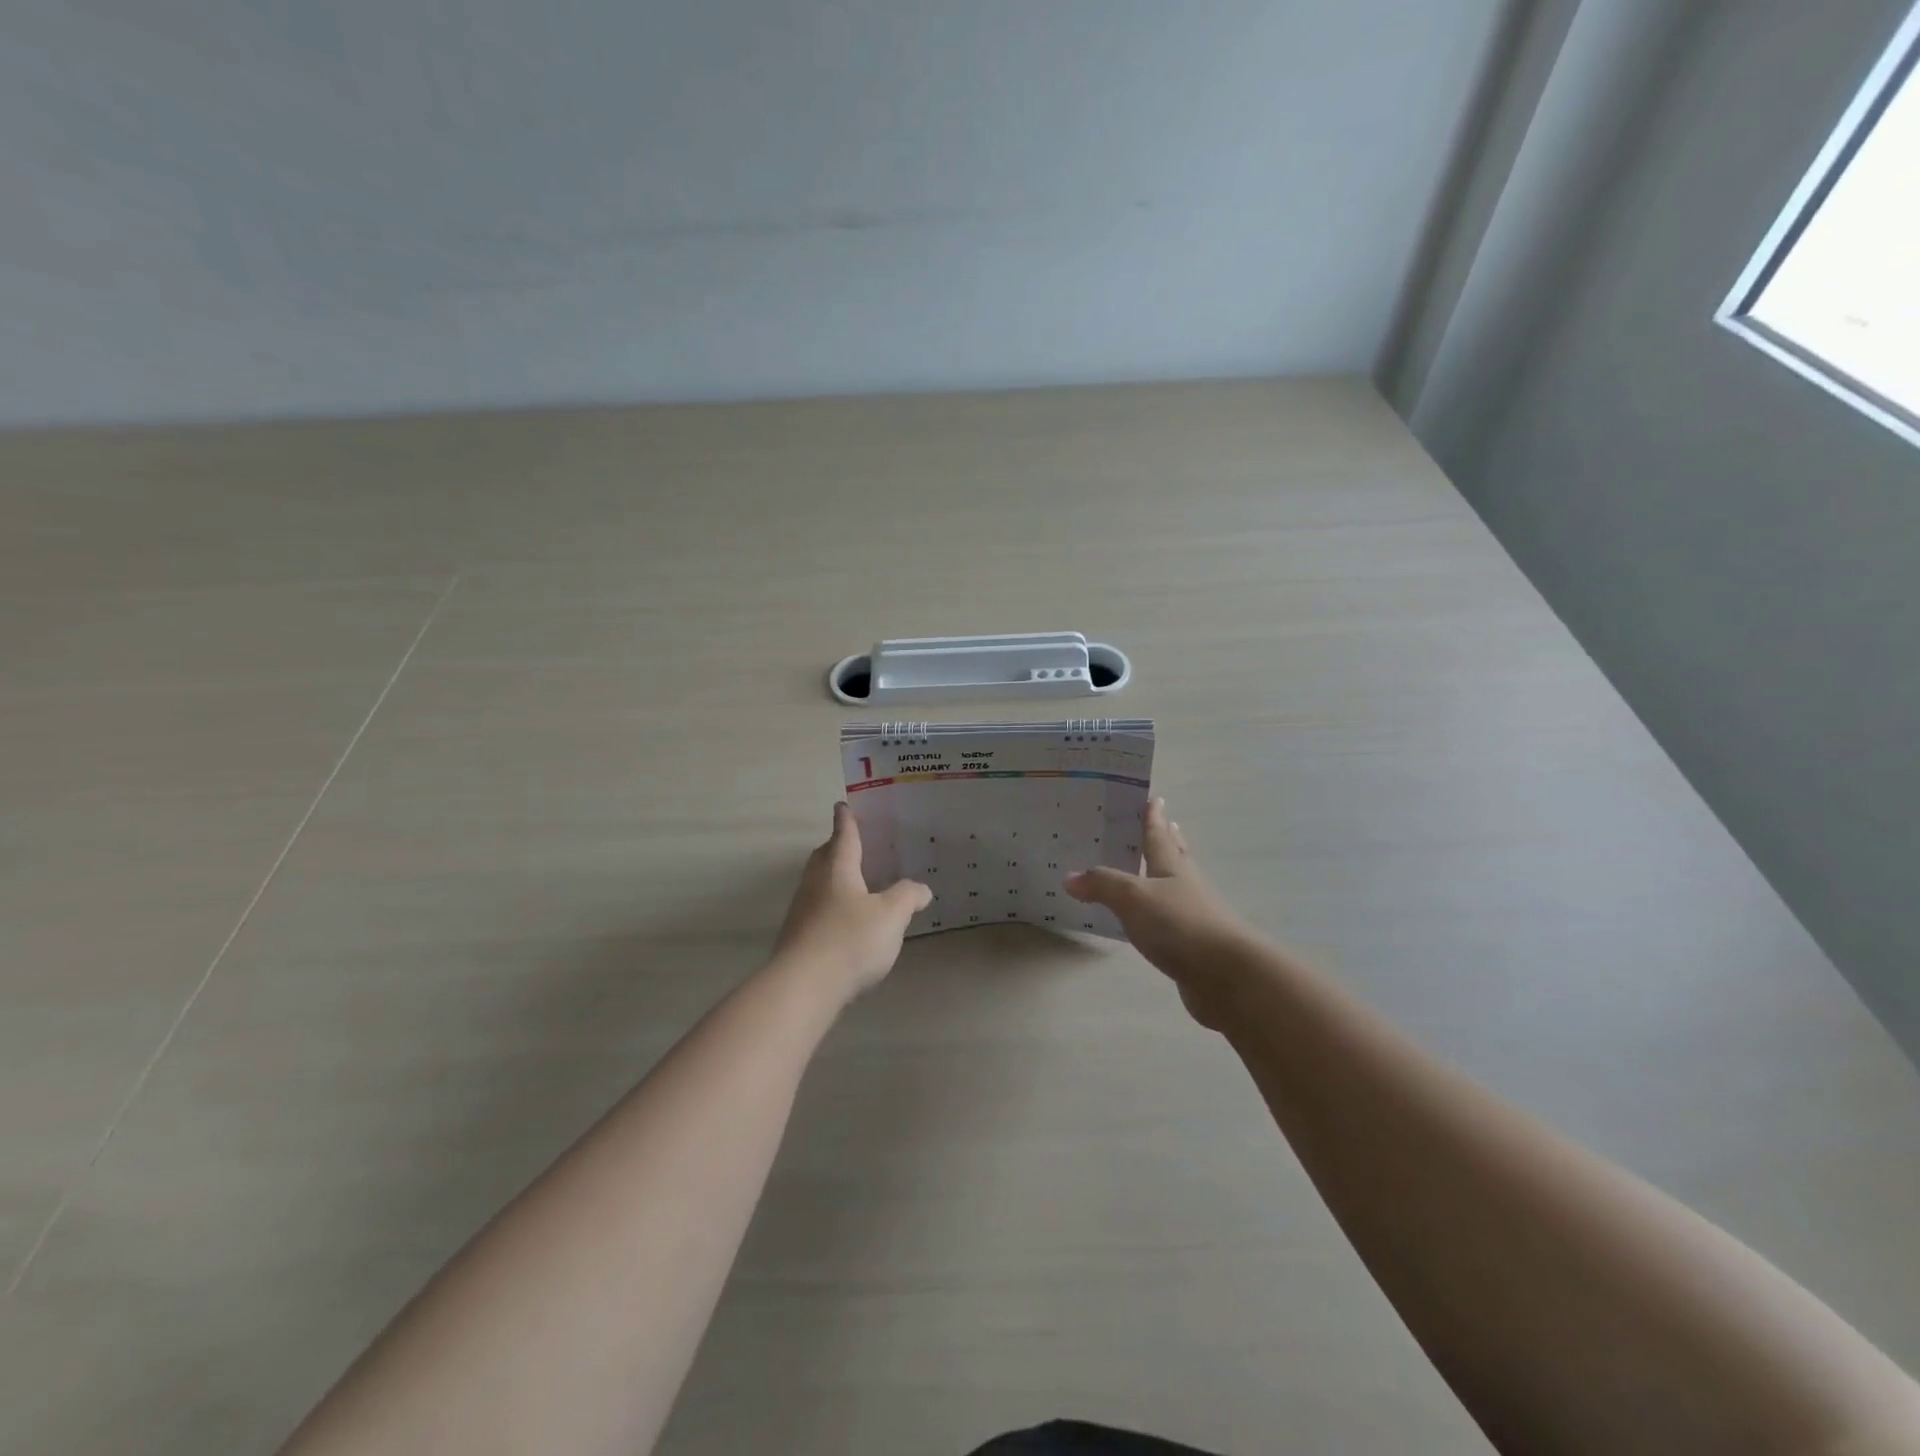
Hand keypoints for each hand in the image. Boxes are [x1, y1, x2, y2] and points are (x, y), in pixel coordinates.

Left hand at [772, 803, 930, 1003]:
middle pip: (824, 856)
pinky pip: (817, 909)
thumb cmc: (850, 940)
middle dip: (837, 847)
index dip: (847, 820)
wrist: (802, 987)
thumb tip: (921, 888)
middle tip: (854, 844)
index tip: (843, 805)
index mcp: (838, 868)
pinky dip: (832, 906)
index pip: (843, 835)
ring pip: (819, 883)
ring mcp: (802, 911)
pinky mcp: (797, 938)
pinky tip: (847, 922)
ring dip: (834, 878)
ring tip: (857, 883)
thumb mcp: (891, 916)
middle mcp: (815, 883)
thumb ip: (907, 897)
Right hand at [1066, 798, 1253, 1027]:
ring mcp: (1192, 915)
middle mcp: (1185, 885)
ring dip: (1163, 874)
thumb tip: (1069, 877)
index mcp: (1172, 867)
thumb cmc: (1179, 924)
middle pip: (1175, 856)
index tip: (1154, 798)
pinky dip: (1156, 912)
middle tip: (1163, 823)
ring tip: (1148, 867)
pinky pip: (1168, 919)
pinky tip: (1146, 918)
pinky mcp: (1191, 944)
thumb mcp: (1133, 897)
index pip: (1160, 835)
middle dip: (1167, 840)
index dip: (1154, 817)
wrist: (1226, 975)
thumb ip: (1101, 885)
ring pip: (1173, 886)